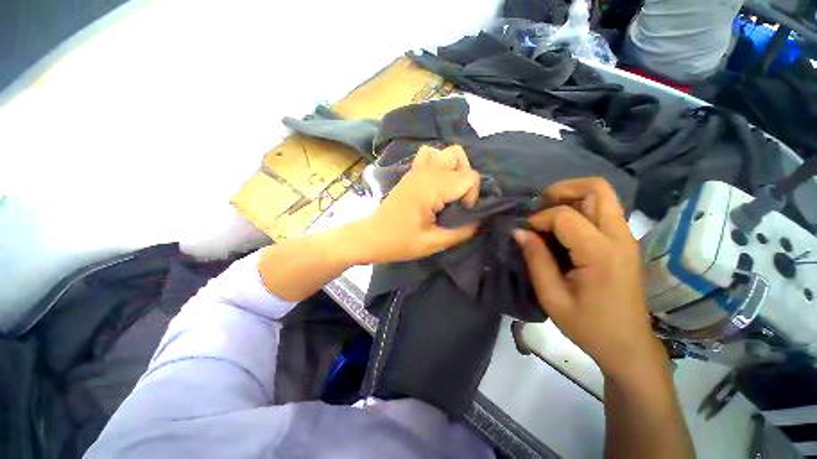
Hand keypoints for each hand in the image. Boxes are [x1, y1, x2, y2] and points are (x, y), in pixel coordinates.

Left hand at [350, 144, 480, 263]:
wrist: (370, 236)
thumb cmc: (399, 242)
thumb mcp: (434, 243)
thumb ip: (463, 231)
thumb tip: (480, 220)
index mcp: (432, 187)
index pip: (470, 177)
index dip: (472, 197)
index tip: (460, 214)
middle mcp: (426, 171)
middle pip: (460, 157)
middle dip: (466, 180)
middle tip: (457, 201)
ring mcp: (416, 169)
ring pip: (447, 152)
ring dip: (455, 168)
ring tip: (449, 189)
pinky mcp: (411, 173)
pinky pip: (430, 155)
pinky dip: (439, 163)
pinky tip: (436, 182)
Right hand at [512, 178, 663, 378]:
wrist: (628, 346)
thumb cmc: (588, 326)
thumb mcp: (552, 296)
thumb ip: (536, 259)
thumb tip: (519, 231)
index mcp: (601, 253)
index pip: (566, 215)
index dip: (539, 218)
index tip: (525, 232)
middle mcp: (619, 237)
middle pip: (597, 189)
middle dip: (562, 190)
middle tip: (539, 205)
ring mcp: (626, 238)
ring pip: (602, 196)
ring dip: (571, 197)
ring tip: (547, 215)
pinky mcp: (625, 243)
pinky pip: (603, 211)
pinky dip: (579, 209)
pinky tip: (562, 228)